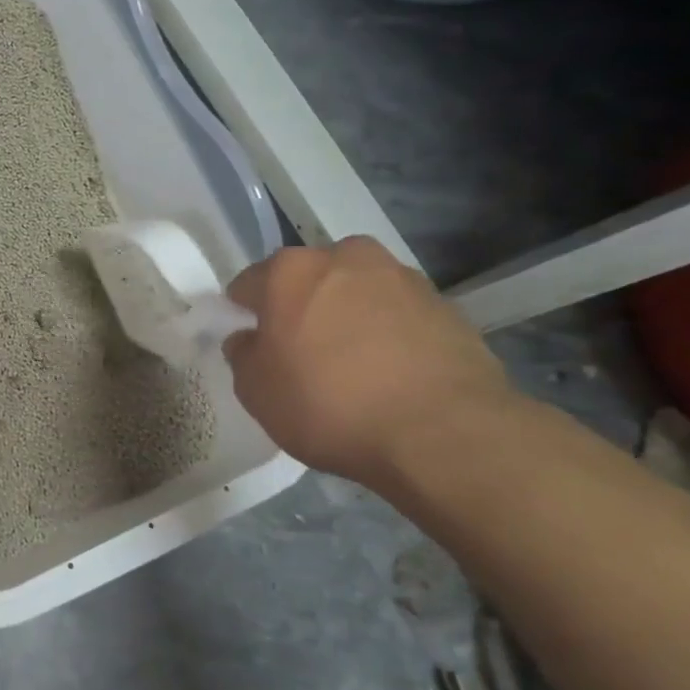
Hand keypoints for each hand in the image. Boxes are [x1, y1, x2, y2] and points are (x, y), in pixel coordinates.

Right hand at [223, 237, 514, 485]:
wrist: (442, 432)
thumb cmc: (329, 404)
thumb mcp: (257, 392)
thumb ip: (243, 356)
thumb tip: (249, 339)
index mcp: (290, 271)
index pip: (249, 283)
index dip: (244, 313)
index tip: (250, 342)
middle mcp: (345, 258)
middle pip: (309, 279)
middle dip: (300, 307)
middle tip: (300, 353)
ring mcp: (402, 277)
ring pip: (356, 293)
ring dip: (347, 317)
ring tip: (351, 367)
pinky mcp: (446, 305)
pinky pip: (397, 315)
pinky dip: (387, 334)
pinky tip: (389, 375)